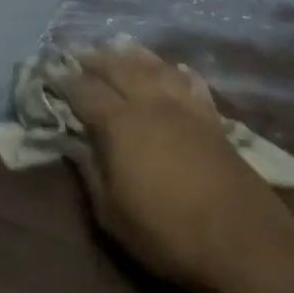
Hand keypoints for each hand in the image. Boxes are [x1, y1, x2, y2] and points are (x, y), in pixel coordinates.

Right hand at [49, 44, 293, 292]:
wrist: (243, 243)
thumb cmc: (166, 233)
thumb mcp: (111, 213)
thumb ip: (90, 171)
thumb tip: (74, 143)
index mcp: (121, 124)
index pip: (85, 92)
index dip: (64, 81)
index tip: (49, 75)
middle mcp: (153, 104)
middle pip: (121, 68)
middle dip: (96, 60)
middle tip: (79, 55)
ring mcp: (187, 109)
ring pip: (157, 68)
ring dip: (134, 56)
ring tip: (119, 49)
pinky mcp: (213, 120)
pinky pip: (191, 83)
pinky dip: (176, 71)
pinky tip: (174, 69)